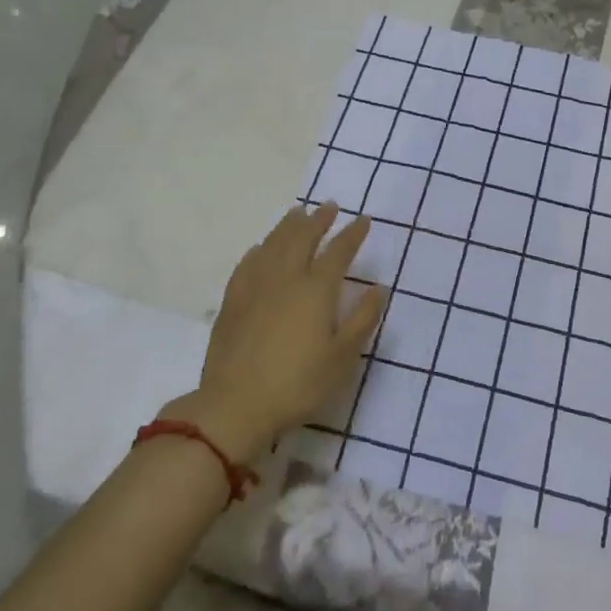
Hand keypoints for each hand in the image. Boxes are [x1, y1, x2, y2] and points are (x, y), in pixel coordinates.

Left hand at [166, 204, 385, 461]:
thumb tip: (378, 288)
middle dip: (319, 220)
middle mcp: (286, 278)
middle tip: (329, 206)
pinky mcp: (233, 301)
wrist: (236, 404)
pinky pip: (248, 263)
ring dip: (289, 226)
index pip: (339, 251)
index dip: (353, 234)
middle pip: (303, 238)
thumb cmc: (298, 383)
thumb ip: (362, 319)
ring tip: (298, 213)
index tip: (363, 220)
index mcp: (317, 289)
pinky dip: (260, 249)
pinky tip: (261, 248)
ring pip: (274, 244)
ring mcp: (256, 286)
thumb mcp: (342, 358)